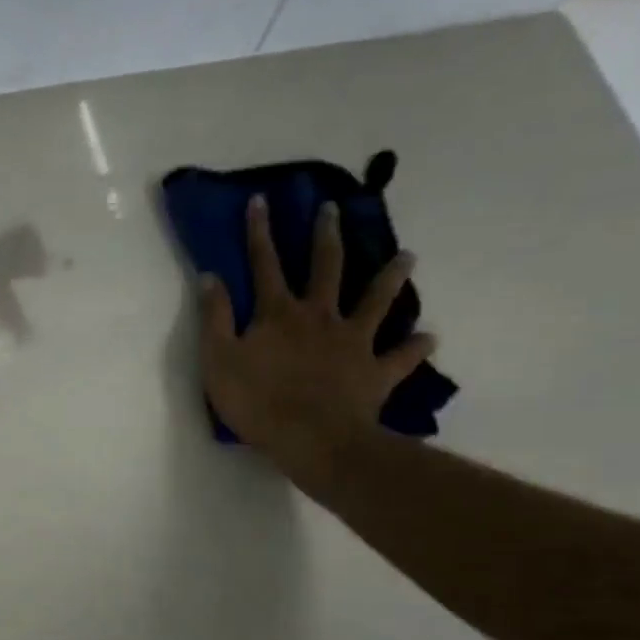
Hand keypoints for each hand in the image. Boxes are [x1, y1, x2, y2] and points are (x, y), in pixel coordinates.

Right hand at [199, 195, 435, 487]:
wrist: (311, 439)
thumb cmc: (256, 401)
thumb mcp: (218, 360)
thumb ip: (215, 318)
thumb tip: (211, 278)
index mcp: (279, 314)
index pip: (265, 264)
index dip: (260, 232)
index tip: (261, 201)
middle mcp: (320, 317)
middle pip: (326, 269)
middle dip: (326, 236)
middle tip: (333, 209)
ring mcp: (354, 341)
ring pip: (377, 301)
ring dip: (391, 277)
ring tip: (407, 256)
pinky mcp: (376, 370)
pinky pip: (401, 356)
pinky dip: (415, 347)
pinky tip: (428, 338)